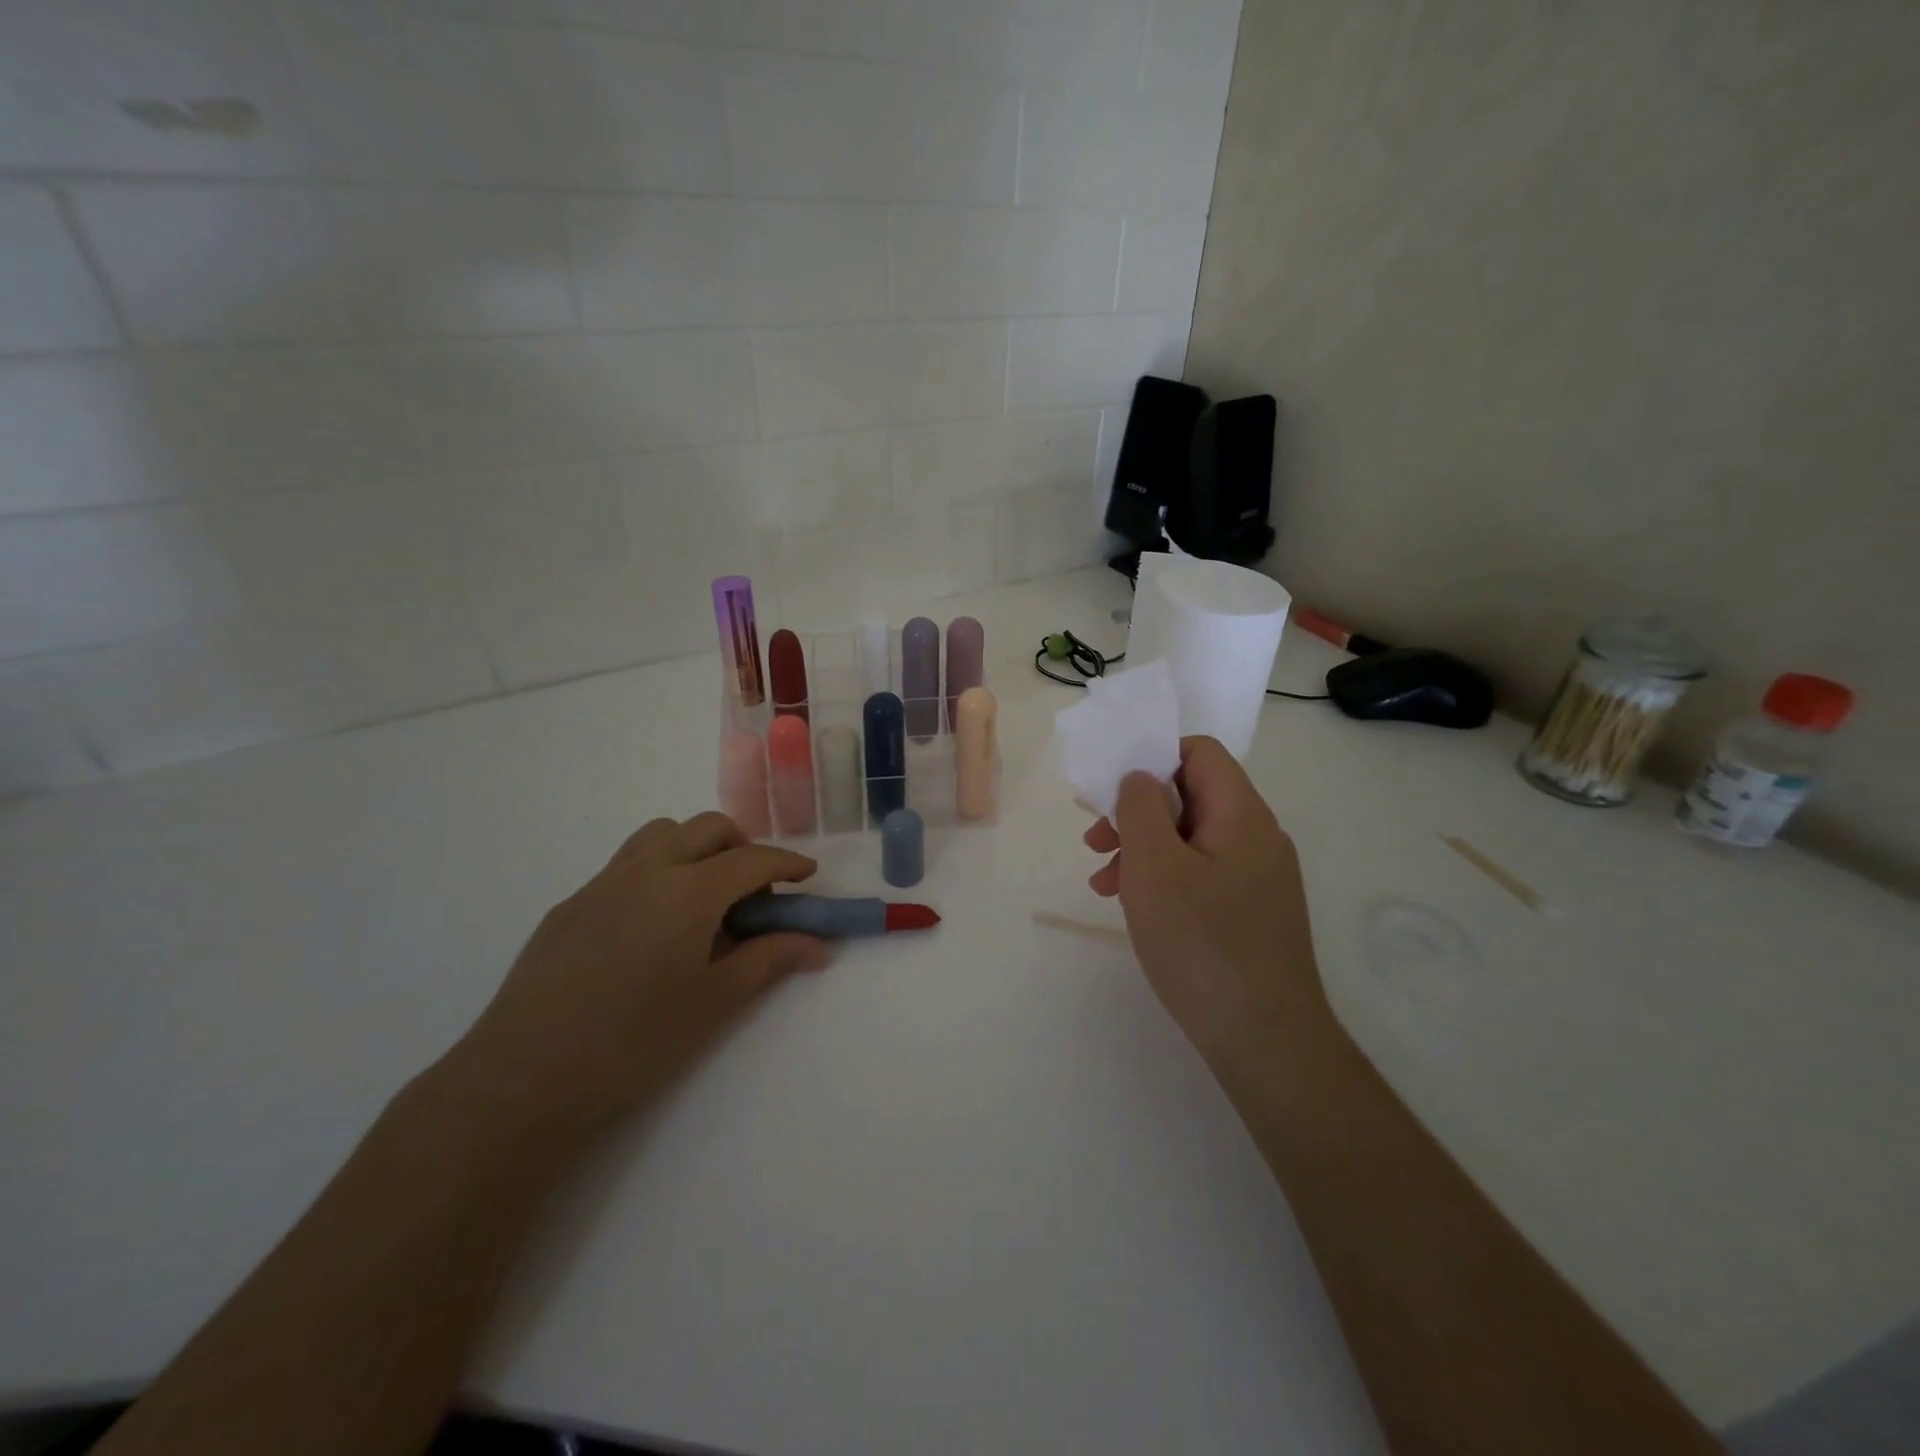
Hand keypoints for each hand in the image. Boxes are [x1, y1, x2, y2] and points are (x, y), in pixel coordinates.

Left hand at [447, 813, 827, 1133]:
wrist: (524, 1077)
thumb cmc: (634, 1041)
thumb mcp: (714, 1002)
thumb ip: (769, 960)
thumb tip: (817, 945)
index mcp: (688, 891)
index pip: (752, 860)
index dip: (786, 864)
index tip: (807, 876)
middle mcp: (646, 870)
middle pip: (707, 828)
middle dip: (743, 847)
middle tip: (755, 893)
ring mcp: (601, 883)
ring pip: (661, 835)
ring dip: (695, 848)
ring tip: (704, 899)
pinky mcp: (569, 905)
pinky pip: (625, 865)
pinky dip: (657, 872)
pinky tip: (651, 928)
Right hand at [1085, 737, 1332, 1067]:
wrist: (1265, 1040)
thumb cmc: (1202, 943)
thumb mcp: (1154, 866)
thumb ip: (1140, 808)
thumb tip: (1140, 777)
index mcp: (1242, 814)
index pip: (1200, 753)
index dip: (1152, 757)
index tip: (1112, 790)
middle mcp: (1258, 837)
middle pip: (1192, 796)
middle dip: (1137, 812)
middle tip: (1095, 841)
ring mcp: (1259, 878)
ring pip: (1191, 839)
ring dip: (1143, 849)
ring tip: (1103, 882)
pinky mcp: (1252, 913)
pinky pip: (1202, 875)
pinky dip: (1164, 880)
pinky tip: (1135, 907)